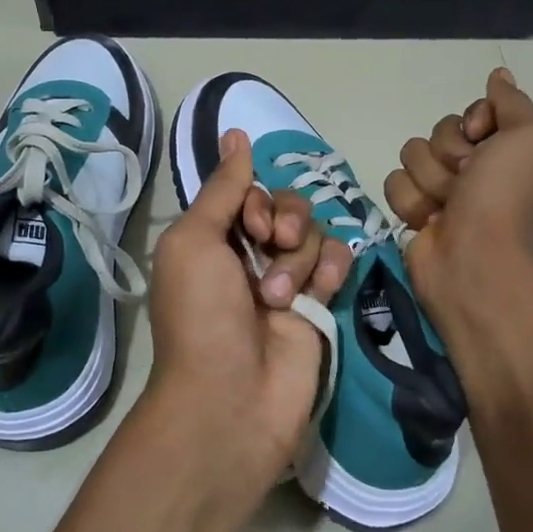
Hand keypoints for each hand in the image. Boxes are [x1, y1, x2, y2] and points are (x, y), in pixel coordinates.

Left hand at [144, 129, 352, 484]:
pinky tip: (320, 291)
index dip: (256, 200)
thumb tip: (236, 133)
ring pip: (313, 232)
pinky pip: (337, 260)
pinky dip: (332, 268)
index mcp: (214, 238)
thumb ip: (222, 189)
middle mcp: (249, 254)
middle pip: (286, 206)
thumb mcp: (195, 242)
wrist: (231, 398)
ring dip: (299, 257)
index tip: (249, 226)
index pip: (250, 191)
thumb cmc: (202, 316)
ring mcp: (287, 279)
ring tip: (279, 297)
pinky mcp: (320, 304)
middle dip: (283, 222)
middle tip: (270, 250)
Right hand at [384, 68, 532, 333]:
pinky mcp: (414, 210)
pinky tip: (429, 221)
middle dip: (449, 154)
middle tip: (467, 180)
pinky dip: (412, 201)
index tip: (482, 139)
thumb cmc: (505, 196)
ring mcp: (442, 190)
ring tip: (448, 206)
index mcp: (504, 150)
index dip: (473, 121)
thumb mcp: (527, 138)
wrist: (474, 259)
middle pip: (439, 131)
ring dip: (430, 179)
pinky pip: (396, 183)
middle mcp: (474, 168)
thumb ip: (512, 103)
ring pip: (412, 155)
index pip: (471, 112)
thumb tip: (499, 74)